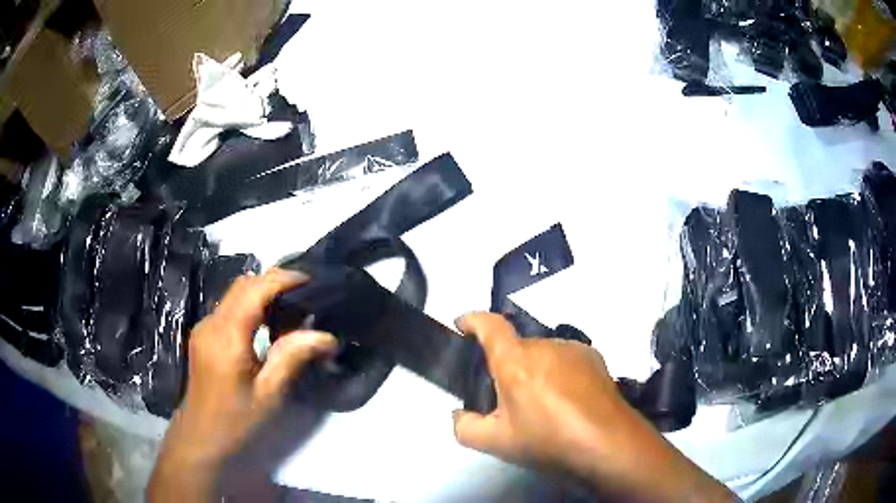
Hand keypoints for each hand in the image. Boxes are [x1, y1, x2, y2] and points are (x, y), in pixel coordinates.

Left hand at [148, 268, 336, 501]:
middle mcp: (211, 323)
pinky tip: (267, 326)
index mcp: (227, 335)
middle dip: (273, 282)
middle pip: (242, 285)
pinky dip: (250, 306)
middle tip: (305, 296)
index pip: (254, 289)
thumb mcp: (269, 394)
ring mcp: (204, 327)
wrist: (201, 437)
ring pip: (234, 294)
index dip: (283, 279)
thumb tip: (328, 336)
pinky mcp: (203, 336)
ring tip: (291, 309)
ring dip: (262, 293)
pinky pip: (229, 308)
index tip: (311, 281)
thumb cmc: (236, 420)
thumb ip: (293, 358)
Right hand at [452, 313, 733, 501]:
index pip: (489, 325)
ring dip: (534, 371)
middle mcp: (545, 345)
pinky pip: (565, 360)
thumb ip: (464, 427)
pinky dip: (558, 374)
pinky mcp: (595, 359)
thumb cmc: (547, 440)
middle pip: (516, 348)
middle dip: (506, 367)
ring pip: (542, 355)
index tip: (462, 325)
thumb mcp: (495, 443)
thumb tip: (459, 414)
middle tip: (508, 400)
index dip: (472, 320)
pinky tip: (567, 402)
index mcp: (515, 360)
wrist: (607, 443)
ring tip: (542, 406)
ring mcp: (574, 349)